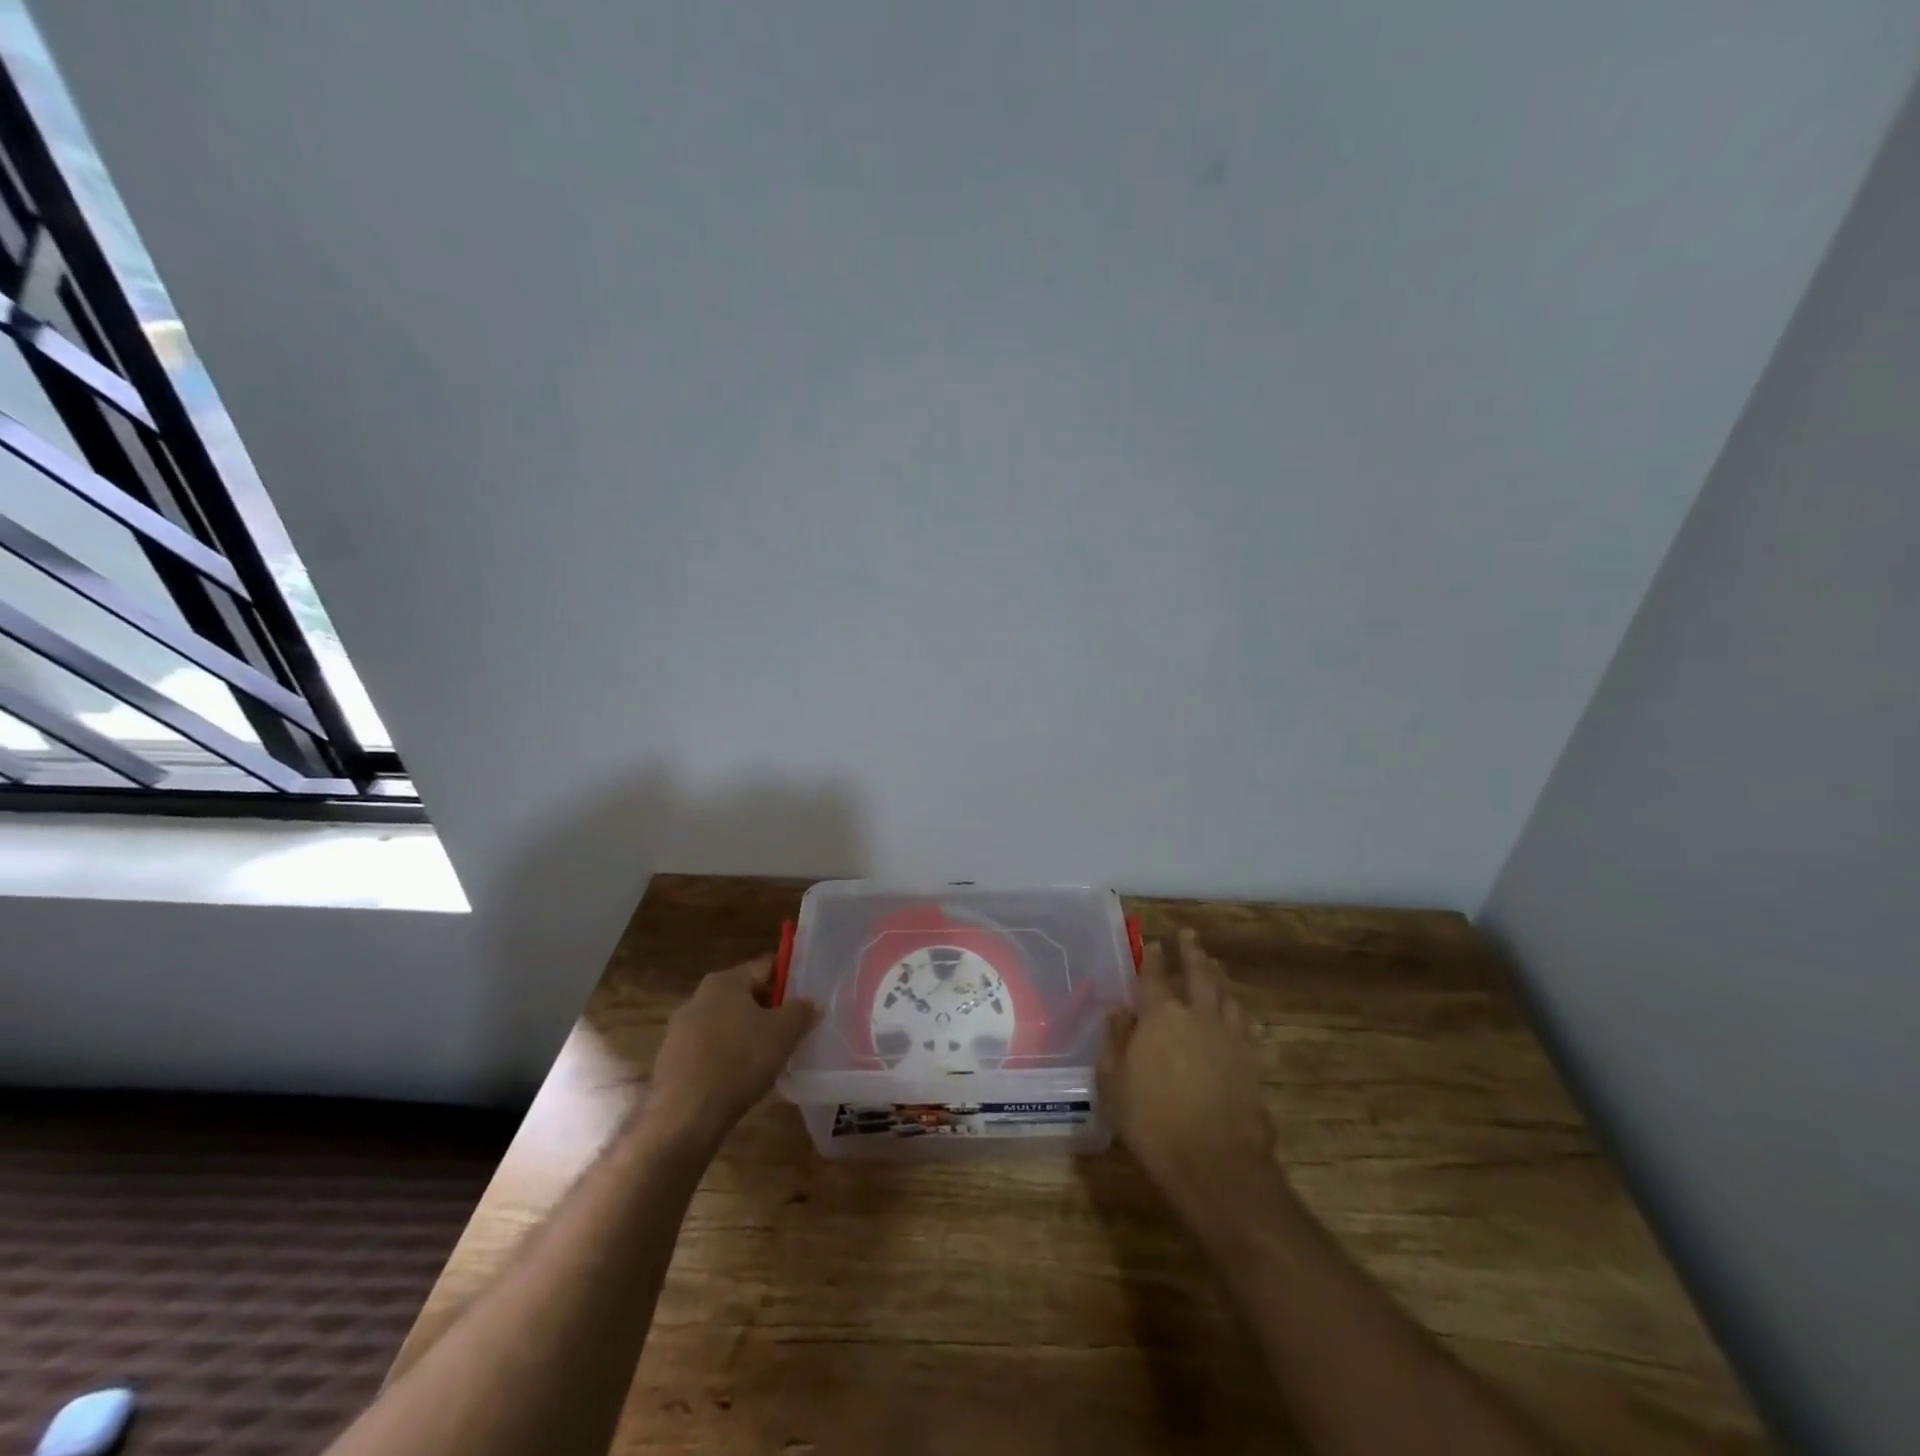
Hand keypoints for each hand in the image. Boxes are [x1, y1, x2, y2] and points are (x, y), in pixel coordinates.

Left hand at [646, 958, 817, 1145]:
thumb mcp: (783, 1033)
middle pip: (744, 995)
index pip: (766, 966)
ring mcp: (680, 1030)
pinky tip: (739, 1078)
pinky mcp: (671, 1061)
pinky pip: (709, 1050)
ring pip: (726, 1023)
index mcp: (725, 981)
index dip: (789, 979)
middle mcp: (699, 997)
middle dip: (768, 1010)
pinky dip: (726, 1057)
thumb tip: (810, 1003)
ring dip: (746, 1034)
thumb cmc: (739, 1061)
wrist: (683, 1117)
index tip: (806, 997)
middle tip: (792, 1030)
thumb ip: (801, 1011)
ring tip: (768, 1057)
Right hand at [1099, 929, 1275, 1214]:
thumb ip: (1116, 1041)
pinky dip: (1235, 1007)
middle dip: (1191, 952)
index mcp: (1159, 1016)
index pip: (1152, 976)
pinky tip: (1234, 1008)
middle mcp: (1196, 1015)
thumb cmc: (1152, 1122)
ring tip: (1213, 963)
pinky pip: (1243, 1021)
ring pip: (1224, 993)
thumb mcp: (1114, 1083)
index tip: (1152, 942)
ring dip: (1216, 974)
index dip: (1151, 958)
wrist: (1215, 1162)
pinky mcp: (1250, 1059)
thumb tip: (1119, 1012)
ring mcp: (1228, 1035)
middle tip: (1189, 934)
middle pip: (1196, 973)